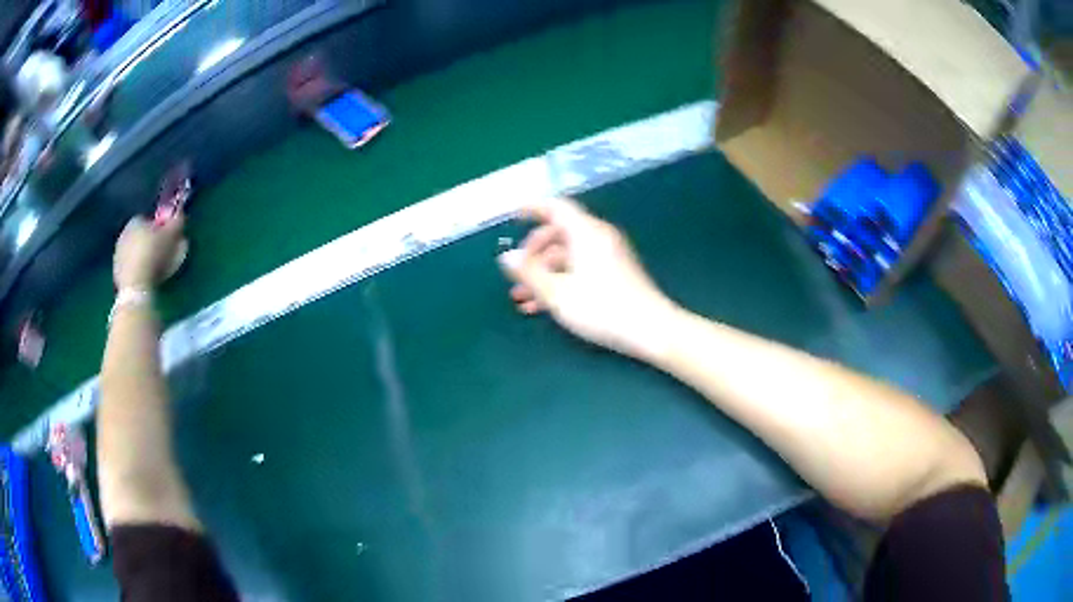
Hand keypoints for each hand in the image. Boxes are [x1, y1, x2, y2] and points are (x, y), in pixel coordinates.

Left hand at [113, 214, 186, 288]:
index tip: (167, 239)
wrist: (135, 286)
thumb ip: (177, 222)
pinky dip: (138, 270)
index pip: (149, 220)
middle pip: (140, 236)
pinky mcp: (116, 272)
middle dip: (150, 243)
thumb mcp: (171, 235)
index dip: (159, 228)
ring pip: (135, 252)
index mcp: (136, 220)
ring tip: (156, 269)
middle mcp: (124, 233)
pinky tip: (146, 278)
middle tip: (162, 254)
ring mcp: (118, 254)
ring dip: (144, 257)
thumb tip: (180, 213)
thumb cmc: (154, 255)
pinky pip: (130, 267)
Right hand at [499, 197, 680, 360]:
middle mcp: (598, 237)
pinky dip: (562, 279)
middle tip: (517, 273)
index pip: (556, 207)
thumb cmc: (602, 308)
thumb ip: (529, 273)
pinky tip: (545, 306)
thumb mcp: (557, 293)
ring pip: (569, 254)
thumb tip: (506, 256)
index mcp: (585, 232)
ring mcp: (610, 255)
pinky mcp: (617, 273)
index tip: (513, 218)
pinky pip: (582, 267)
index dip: (532, 209)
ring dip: (544, 273)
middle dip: (534, 252)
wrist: (652, 330)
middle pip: (559, 232)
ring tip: (522, 299)